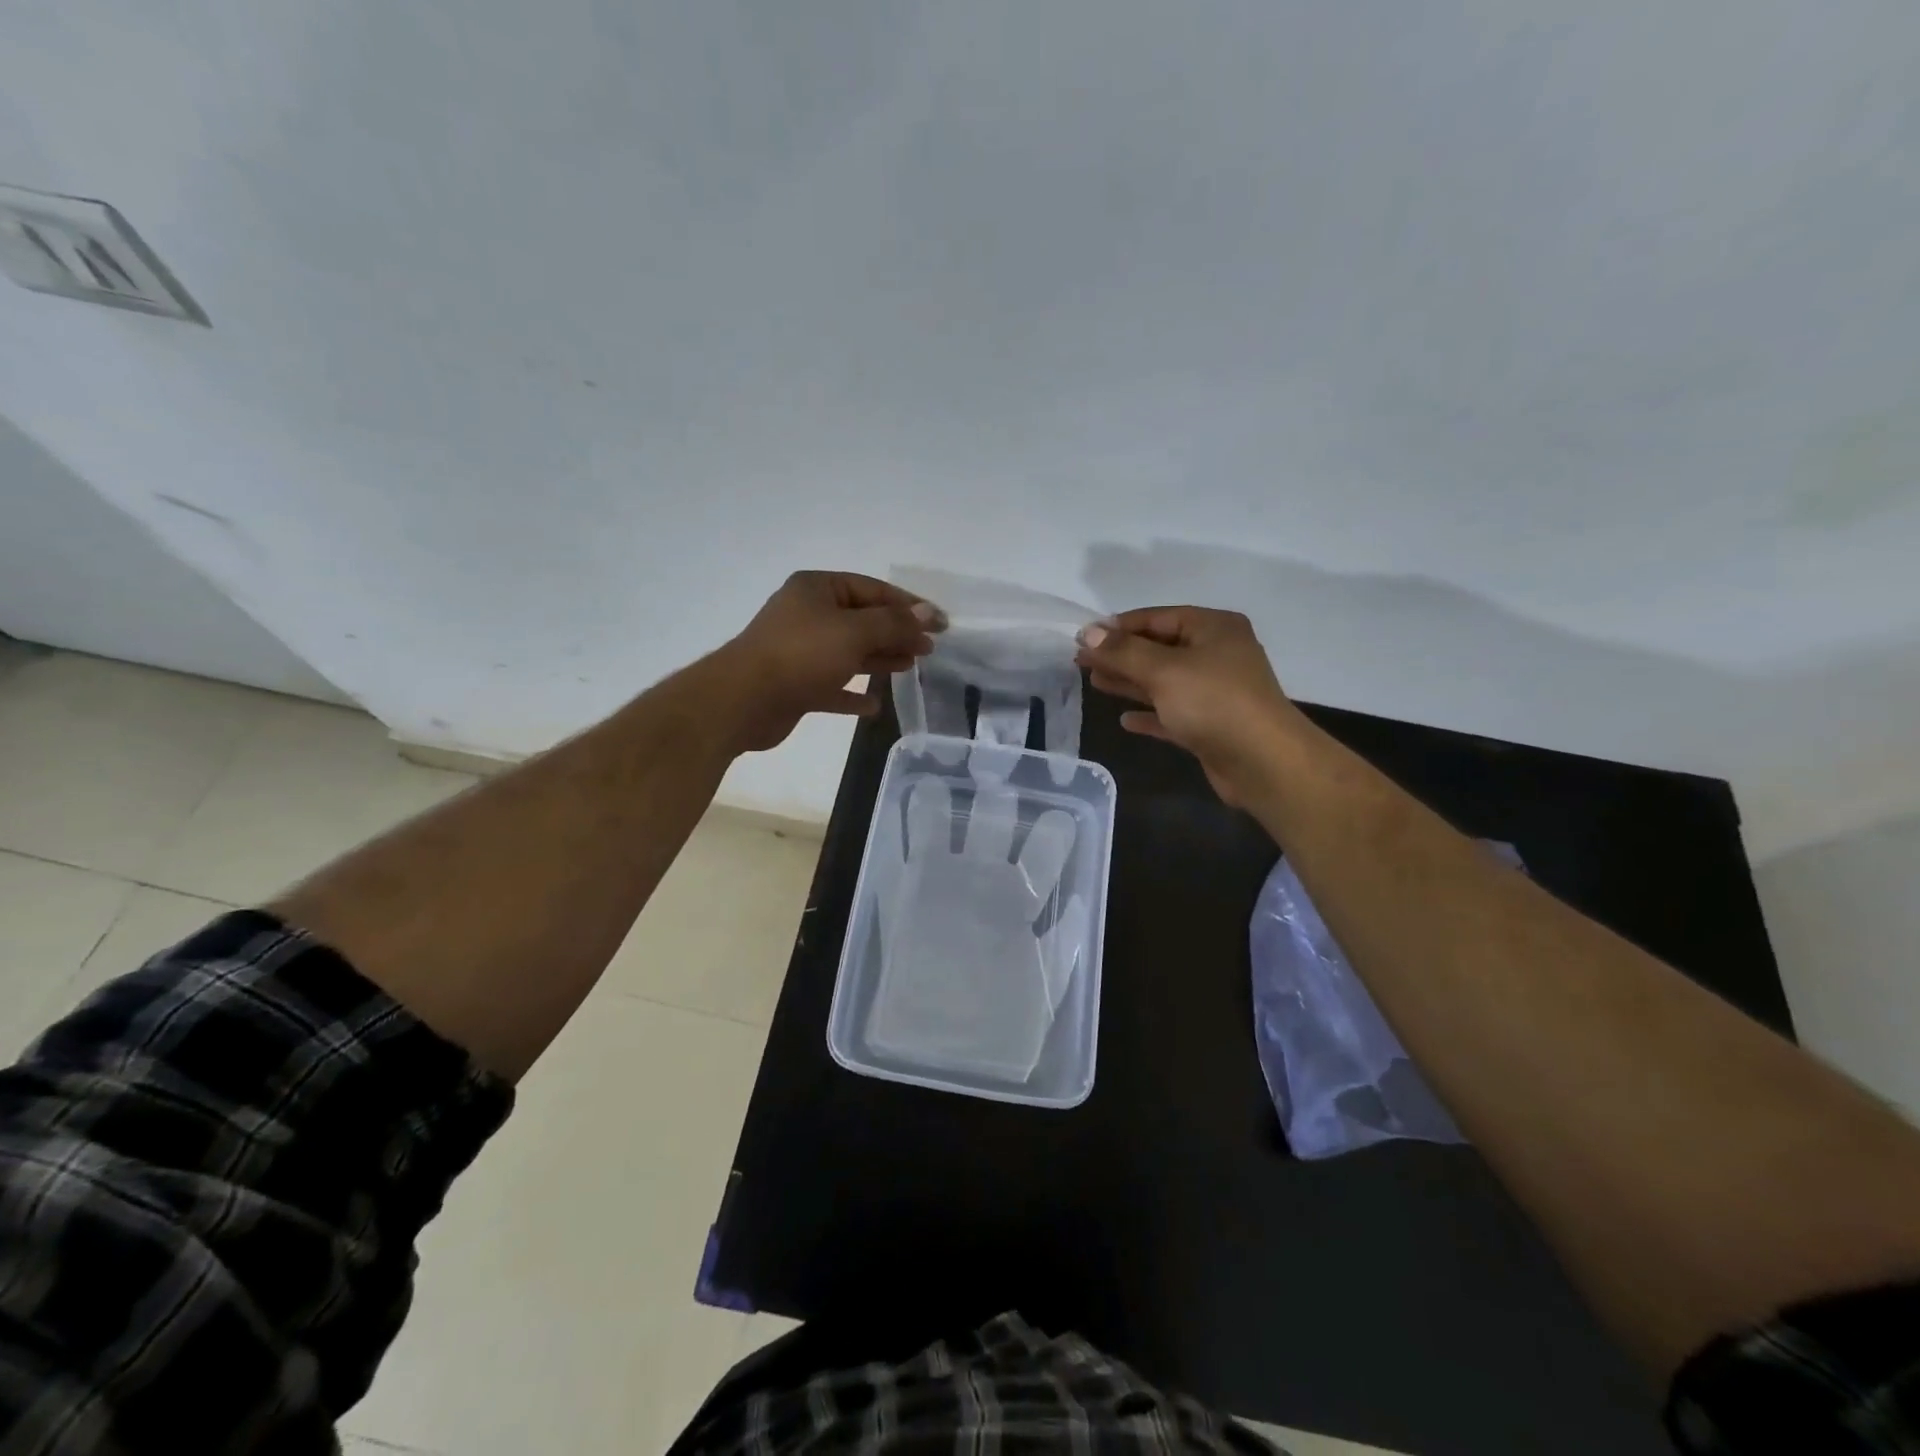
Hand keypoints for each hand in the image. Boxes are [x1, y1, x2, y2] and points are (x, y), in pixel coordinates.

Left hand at [716, 571, 943, 751]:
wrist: (743, 700)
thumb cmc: (802, 654)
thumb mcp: (854, 632)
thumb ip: (894, 623)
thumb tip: (928, 614)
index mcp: (817, 589)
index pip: (872, 590)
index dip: (909, 606)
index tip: (940, 624)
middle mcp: (807, 615)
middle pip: (862, 621)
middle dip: (896, 633)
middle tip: (928, 649)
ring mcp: (799, 651)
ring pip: (849, 652)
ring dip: (879, 659)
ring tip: (910, 668)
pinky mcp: (795, 685)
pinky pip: (831, 686)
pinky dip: (852, 693)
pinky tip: (873, 705)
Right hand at [1074, 607, 1306, 806]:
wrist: (1263, 762)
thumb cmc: (1213, 703)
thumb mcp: (1163, 670)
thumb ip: (1122, 652)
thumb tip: (1088, 632)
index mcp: (1213, 629)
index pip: (1157, 618)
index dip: (1118, 627)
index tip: (1083, 637)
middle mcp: (1217, 654)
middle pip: (1159, 649)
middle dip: (1120, 655)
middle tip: (1082, 660)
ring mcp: (1215, 691)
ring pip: (1164, 681)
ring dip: (1130, 682)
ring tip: (1094, 682)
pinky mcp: (1211, 725)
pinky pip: (1172, 713)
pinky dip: (1150, 714)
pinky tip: (1124, 720)